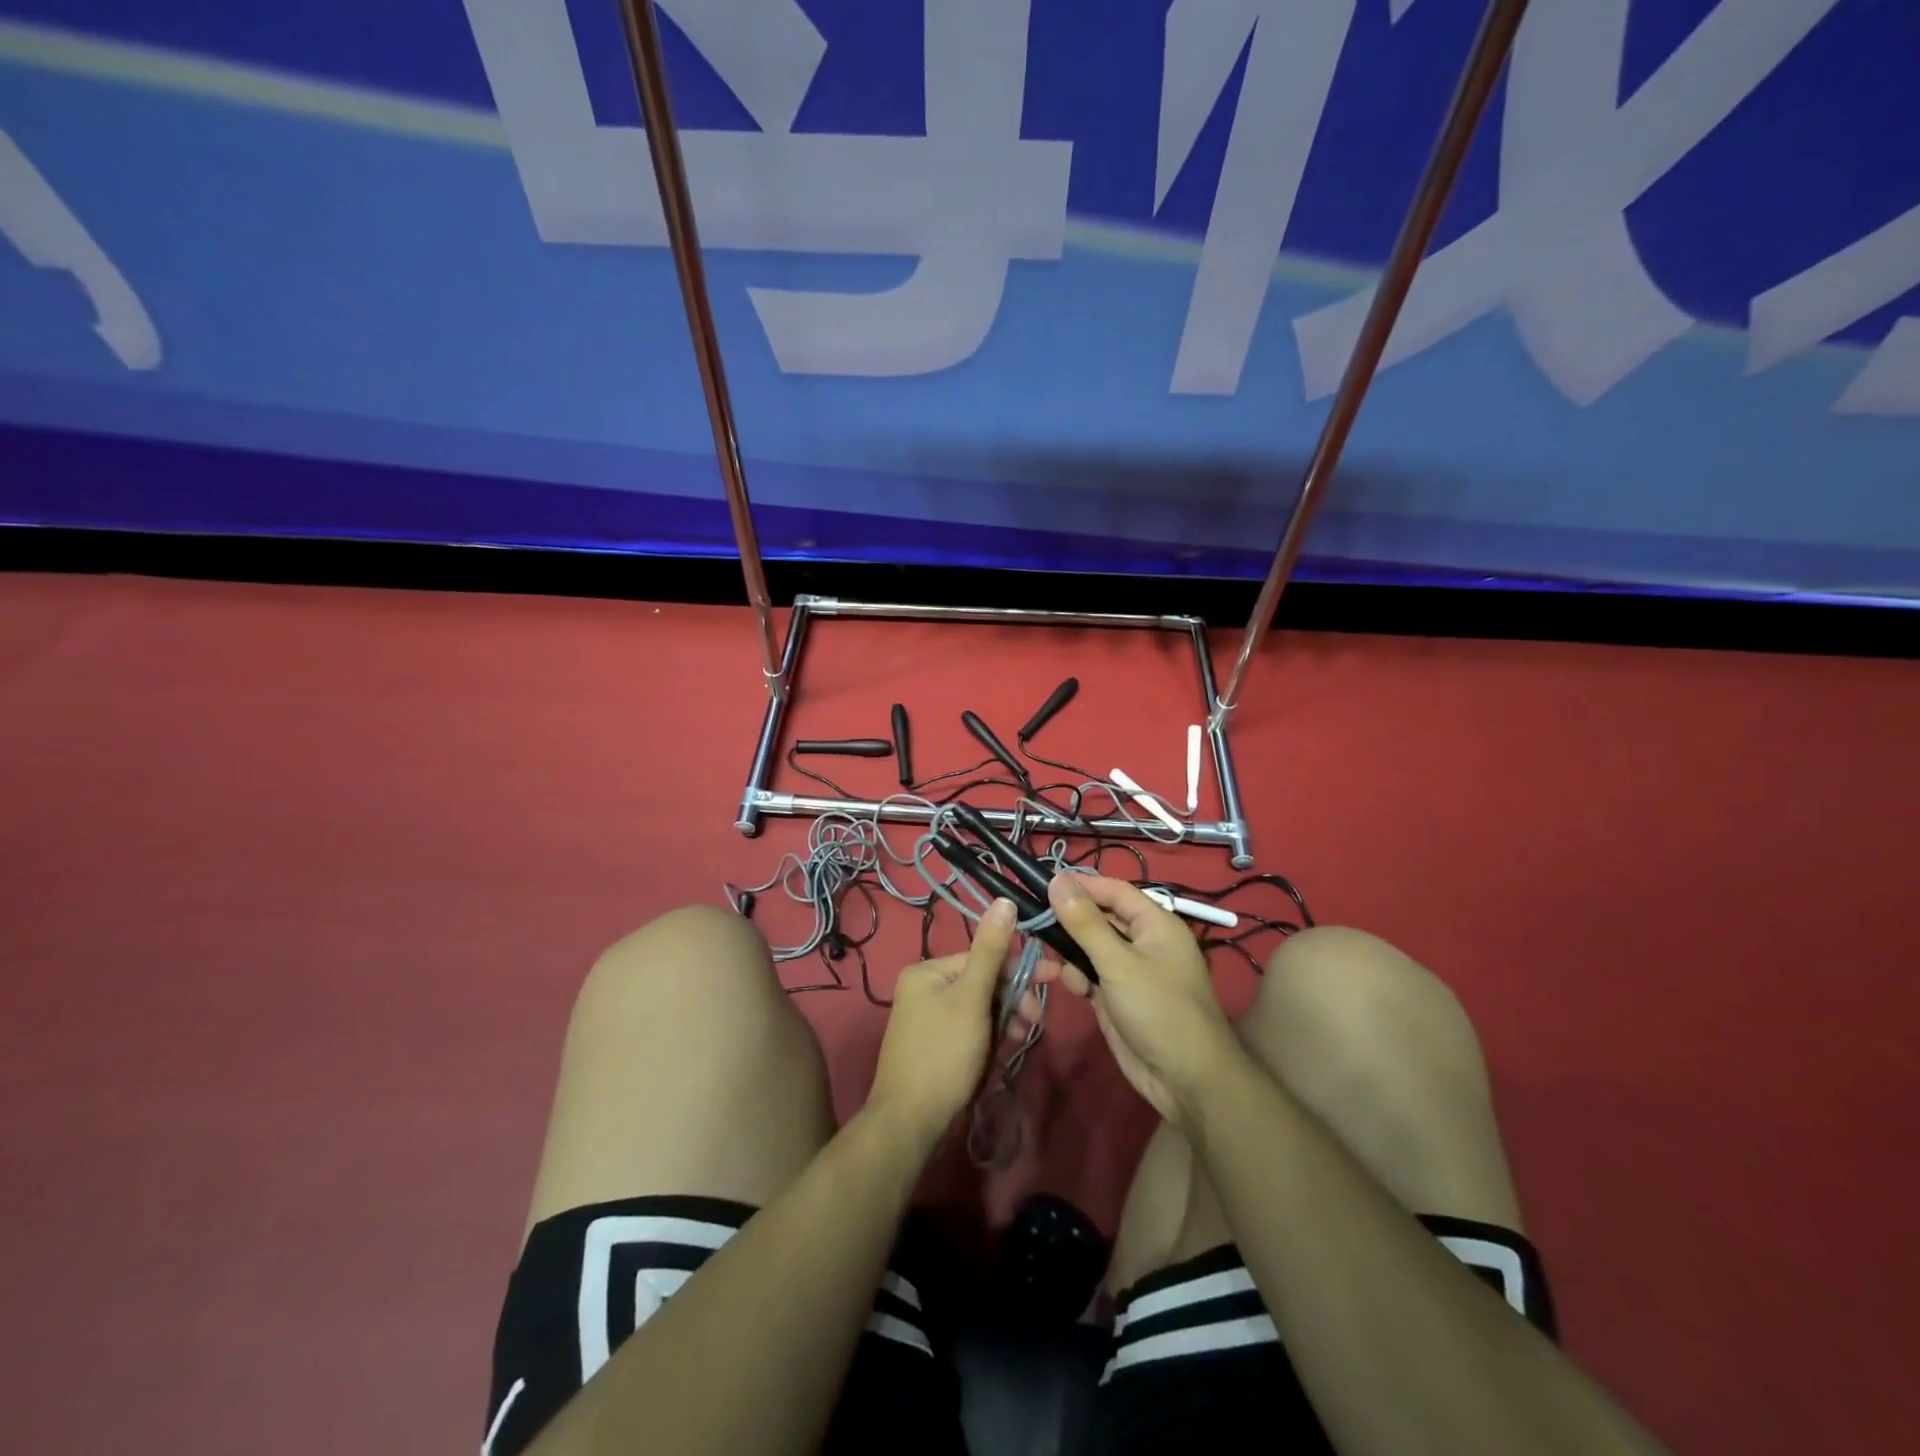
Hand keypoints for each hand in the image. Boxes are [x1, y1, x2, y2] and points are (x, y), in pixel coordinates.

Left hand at [868, 898, 1018, 1144]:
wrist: (909, 1124)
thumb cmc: (943, 1055)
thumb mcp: (971, 999)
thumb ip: (991, 951)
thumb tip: (1005, 900)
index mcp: (927, 971)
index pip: (983, 958)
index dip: (1017, 972)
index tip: (1052, 982)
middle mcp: (924, 988)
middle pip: (982, 983)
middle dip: (1011, 1001)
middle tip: (1032, 1024)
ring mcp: (928, 1019)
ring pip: (980, 1009)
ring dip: (1004, 1022)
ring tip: (1018, 1041)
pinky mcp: (936, 1045)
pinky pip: (971, 1030)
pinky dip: (989, 1038)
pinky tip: (1002, 1052)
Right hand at [1044, 874, 1240, 1126]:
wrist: (1186, 1081)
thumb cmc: (1159, 1011)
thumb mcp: (1118, 963)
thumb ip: (1085, 923)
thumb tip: (1058, 879)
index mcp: (1155, 923)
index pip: (1113, 890)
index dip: (1081, 886)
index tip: (1041, 885)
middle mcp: (1143, 941)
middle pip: (1099, 917)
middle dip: (1070, 922)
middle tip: (1034, 924)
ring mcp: (1130, 970)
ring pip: (1090, 947)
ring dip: (1071, 953)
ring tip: (1054, 964)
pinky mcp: (1117, 996)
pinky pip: (1091, 974)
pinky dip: (1078, 977)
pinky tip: (1074, 990)